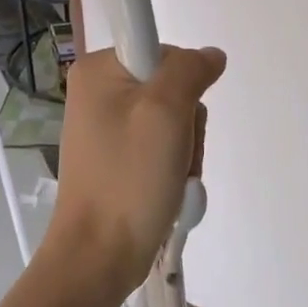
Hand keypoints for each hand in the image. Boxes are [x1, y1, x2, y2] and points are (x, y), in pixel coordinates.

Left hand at [0, 44, 225, 306]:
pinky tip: (167, 190)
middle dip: (186, 124)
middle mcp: (97, 92)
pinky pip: (159, 147)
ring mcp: (105, 127)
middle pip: (170, 88)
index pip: (164, 51)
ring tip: (171, 180)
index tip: (176, 117)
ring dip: (184, 151)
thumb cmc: (129, 180)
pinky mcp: (115, 158)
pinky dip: (172, 168)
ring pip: (172, 120)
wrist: (99, 255)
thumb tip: (210, 55)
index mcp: (98, 71)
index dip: (183, 82)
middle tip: (174, 156)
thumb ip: (189, 71)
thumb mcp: (165, 112)